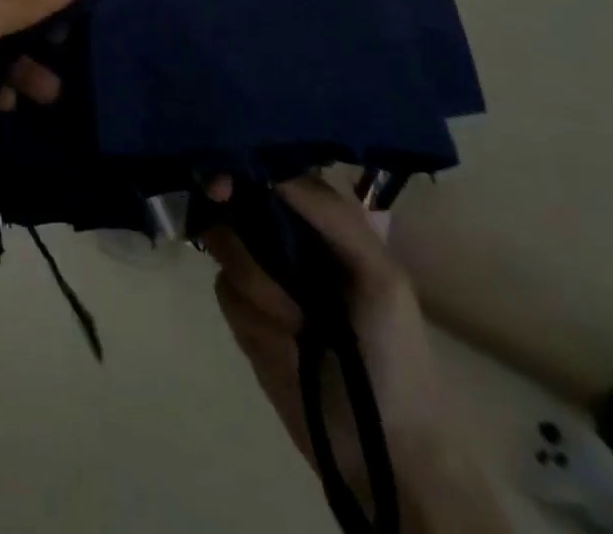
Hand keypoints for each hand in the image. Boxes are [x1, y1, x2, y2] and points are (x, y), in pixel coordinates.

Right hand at [204, 177, 439, 489]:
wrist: (384, 450)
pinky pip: (223, 288)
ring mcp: (262, 274)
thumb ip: (330, 213)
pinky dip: (251, 311)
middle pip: (236, 196)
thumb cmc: (395, 353)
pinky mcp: (242, 312)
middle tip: (217, 193)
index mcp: (323, 224)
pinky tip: (281, 338)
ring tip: (295, 321)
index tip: (227, 169)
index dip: (247, 162)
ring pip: (222, 241)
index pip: (276, 171)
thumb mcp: (379, 274)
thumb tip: (267, 168)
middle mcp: (286, 239)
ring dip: (255, 277)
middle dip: (226, 198)